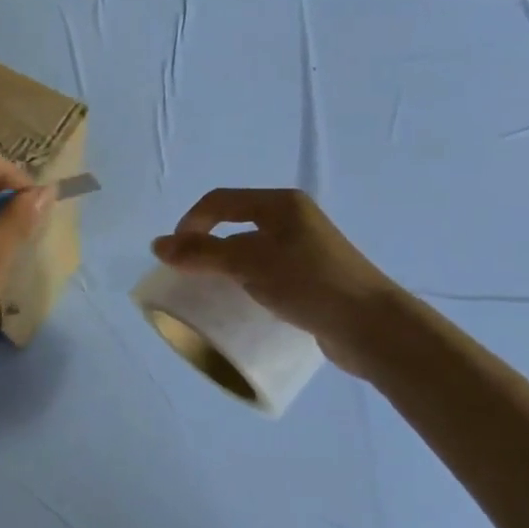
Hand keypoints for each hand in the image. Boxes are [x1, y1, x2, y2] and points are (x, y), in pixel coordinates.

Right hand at [152, 189, 401, 376]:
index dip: (190, 223)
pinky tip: (243, 302)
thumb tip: (157, 245)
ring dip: (225, 264)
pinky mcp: (312, 277)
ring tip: (210, 290)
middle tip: (188, 274)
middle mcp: (293, 219)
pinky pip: (267, 270)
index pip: (219, 201)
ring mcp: (305, 248)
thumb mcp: (250, 263)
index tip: (173, 256)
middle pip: (235, 222)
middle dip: (205, 244)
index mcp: (280, 204)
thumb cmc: (309, 283)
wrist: (372, 326)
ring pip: (251, 248)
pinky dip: (247, 280)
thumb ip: (203, 254)